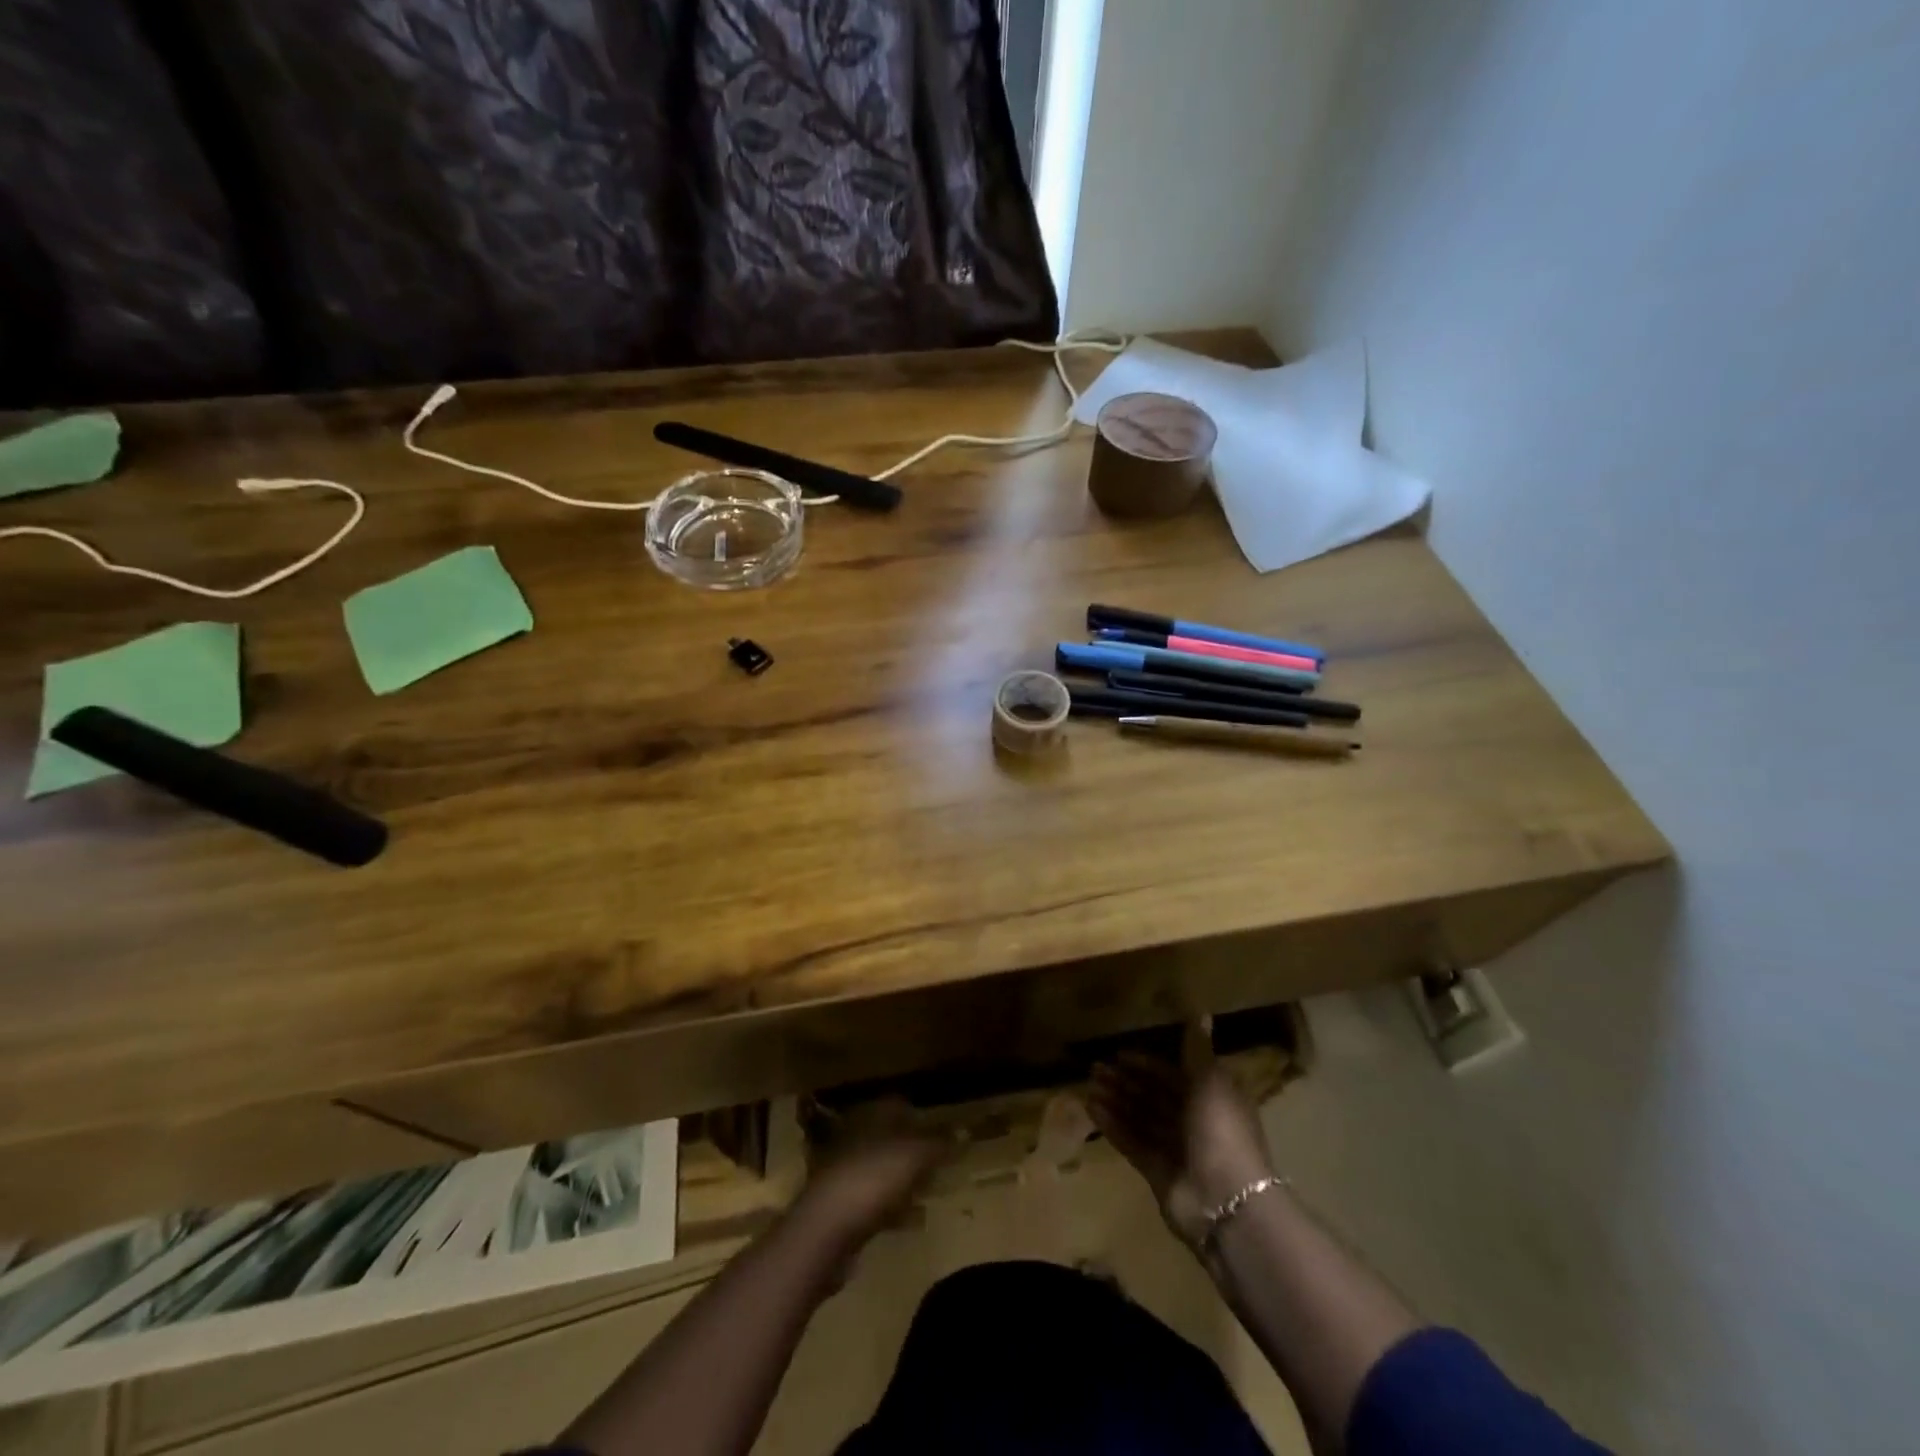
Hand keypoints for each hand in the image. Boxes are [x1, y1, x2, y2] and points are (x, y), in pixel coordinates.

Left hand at [791, 1100, 949, 1254]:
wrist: (823, 1232)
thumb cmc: (871, 1180)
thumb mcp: (913, 1156)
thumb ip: (938, 1143)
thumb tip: (964, 1130)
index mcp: (869, 1119)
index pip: (897, 1105)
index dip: (920, 1115)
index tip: (942, 1129)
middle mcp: (854, 1140)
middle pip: (889, 1139)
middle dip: (914, 1149)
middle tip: (940, 1161)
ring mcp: (845, 1175)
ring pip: (882, 1170)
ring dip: (904, 1180)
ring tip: (931, 1189)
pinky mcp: (841, 1209)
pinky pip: (875, 1202)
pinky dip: (894, 1208)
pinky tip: (912, 1221)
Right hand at [1088, 1051, 1273, 1249]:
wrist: (1227, 1202)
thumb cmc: (1221, 1131)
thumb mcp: (1211, 1082)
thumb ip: (1197, 1049)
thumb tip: (1201, 1012)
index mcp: (1210, 1098)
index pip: (1173, 1074)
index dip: (1147, 1064)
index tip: (1119, 1053)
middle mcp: (1192, 1121)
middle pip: (1153, 1095)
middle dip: (1125, 1081)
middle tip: (1094, 1068)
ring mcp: (1174, 1148)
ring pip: (1139, 1116)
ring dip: (1115, 1100)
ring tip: (1089, 1085)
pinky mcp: (1157, 1171)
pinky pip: (1131, 1141)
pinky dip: (1113, 1125)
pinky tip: (1092, 1109)